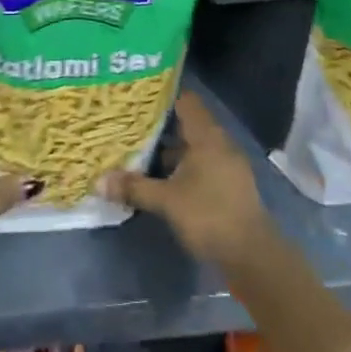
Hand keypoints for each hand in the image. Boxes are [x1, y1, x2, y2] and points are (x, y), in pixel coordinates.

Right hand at [103, 91, 274, 268]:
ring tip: (140, 154)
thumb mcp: (167, 201)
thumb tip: (99, 181)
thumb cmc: (209, 215)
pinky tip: (163, 181)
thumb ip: (135, 187)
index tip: (138, 98)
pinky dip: (183, 168)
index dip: (163, 96)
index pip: (186, 101)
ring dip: (171, 152)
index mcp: (207, 136)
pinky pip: (202, 166)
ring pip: (194, 148)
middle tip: (131, 127)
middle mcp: (219, 143)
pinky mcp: (229, 186)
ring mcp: (227, 165)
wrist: (252, 255)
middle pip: (188, 125)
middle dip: (161, 127)